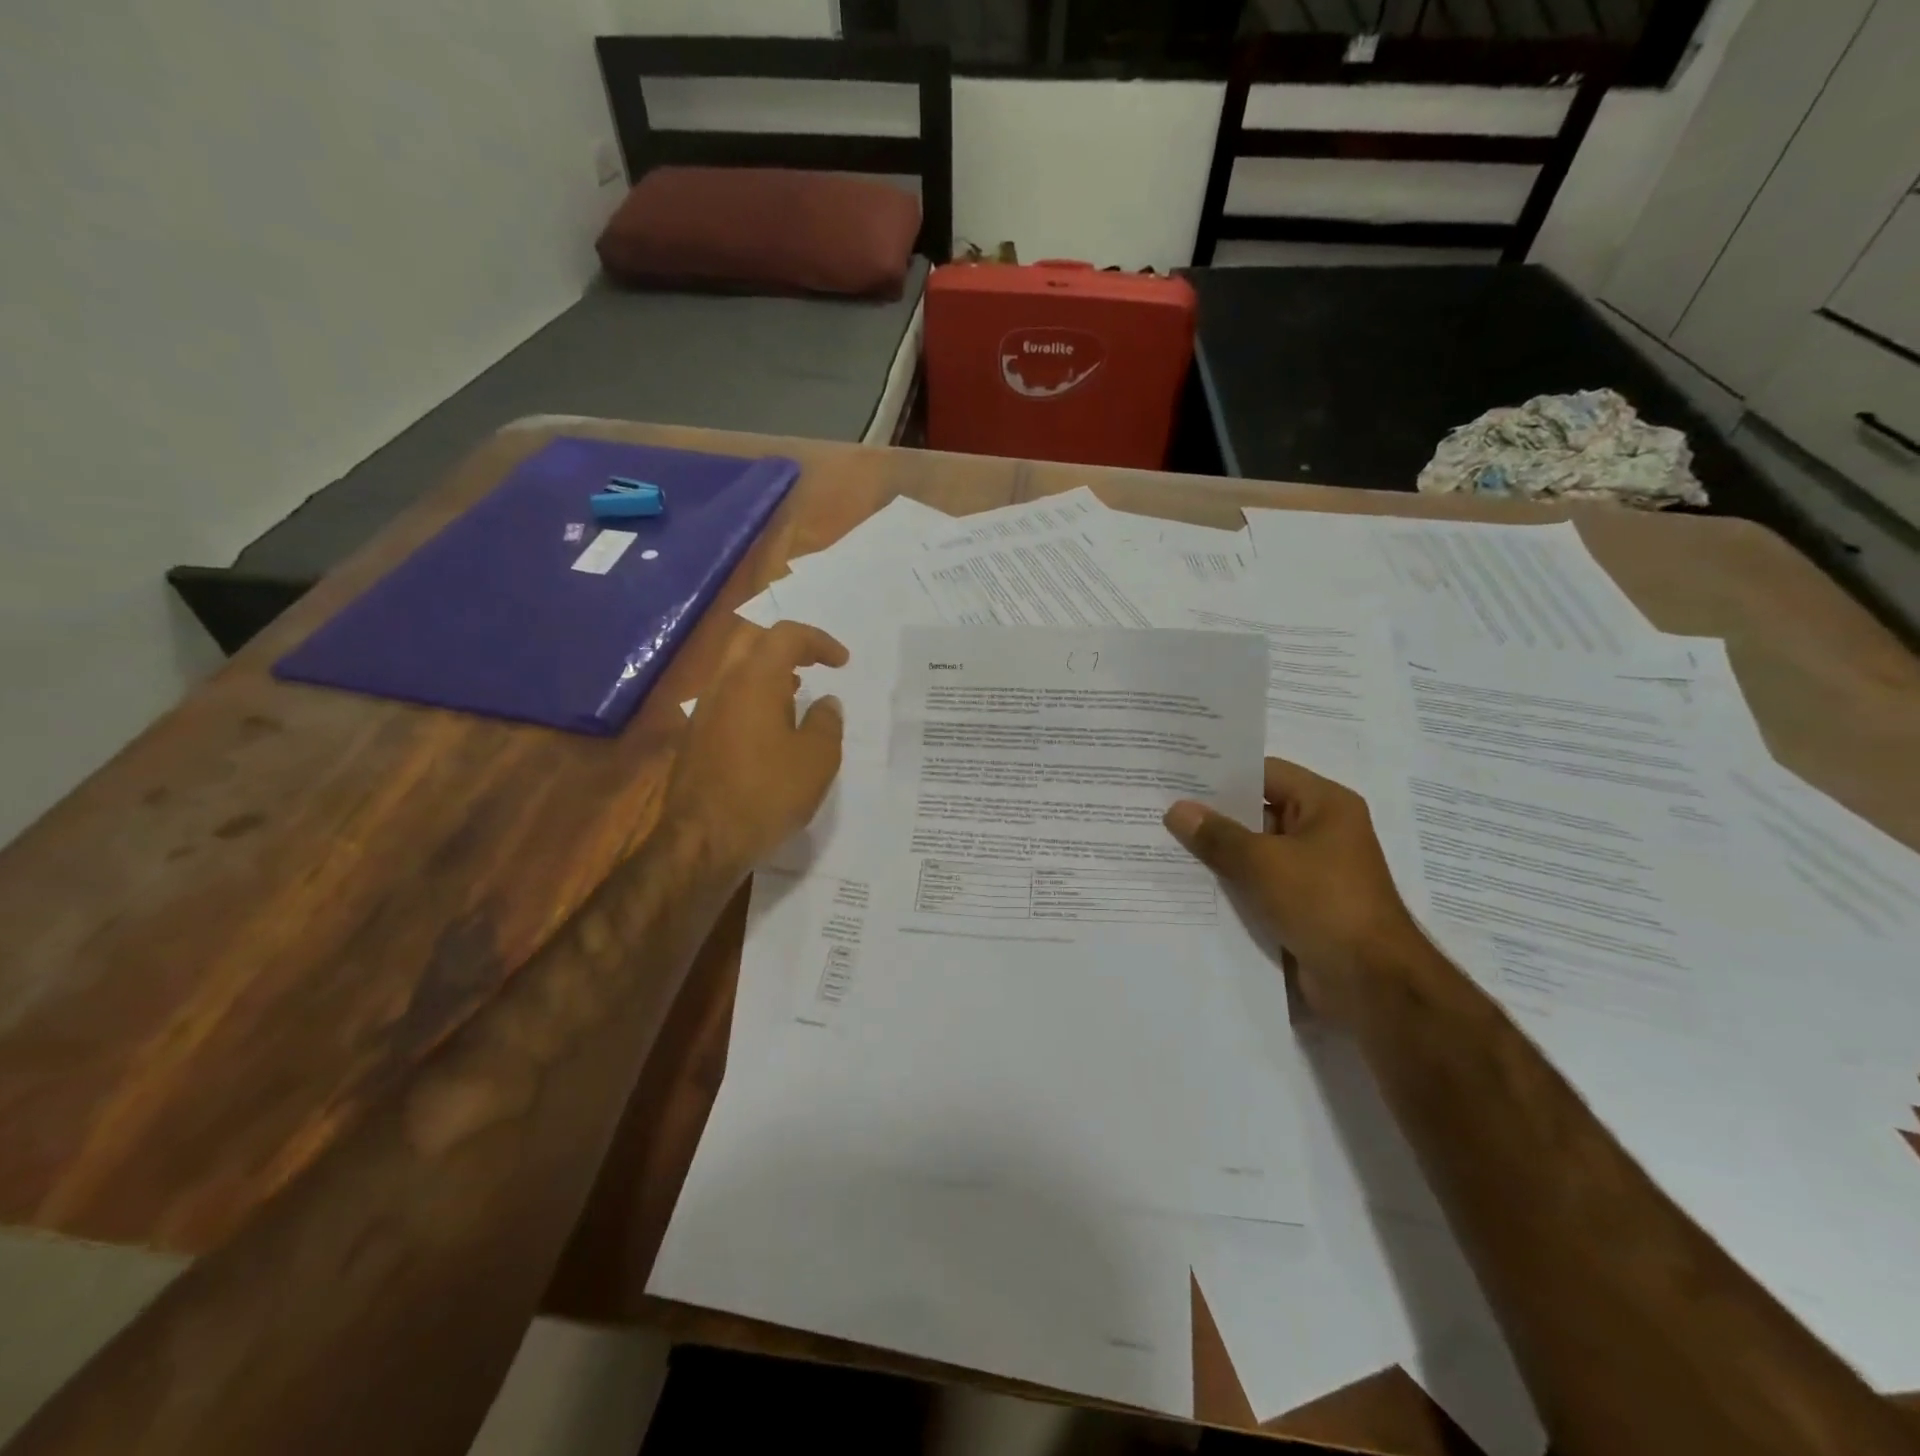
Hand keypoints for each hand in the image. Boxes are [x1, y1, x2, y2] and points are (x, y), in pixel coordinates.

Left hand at [664, 621, 848, 875]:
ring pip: (734, 668)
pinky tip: (770, 727)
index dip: (818, 641)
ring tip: (796, 693)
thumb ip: (826, 722)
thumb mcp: (817, 759)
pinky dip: (752, 696)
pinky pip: (726, 697)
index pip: (786, 635)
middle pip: (750, 639)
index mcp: (755, 680)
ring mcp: (703, 710)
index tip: (842, 662)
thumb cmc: (767, 794)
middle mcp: (723, 685)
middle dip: (785, 643)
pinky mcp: (695, 737)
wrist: (703, 841)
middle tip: (813, 662)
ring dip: (767, 670)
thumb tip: (826, 703)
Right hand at [1163, 758, 1426, 1026]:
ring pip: (1255, 851)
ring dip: (1218, 853)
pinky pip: (1259, 883)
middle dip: (1212, 815)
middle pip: (1258, 812)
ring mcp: (1313, 871)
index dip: (1222, 773)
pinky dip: (1231, 883)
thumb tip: (1177, 810)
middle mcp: (1322, 831)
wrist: (1372, 984)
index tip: (1176, 776)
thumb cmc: (1324, 903)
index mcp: (1325, 805)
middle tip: (1160, 809)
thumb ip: (1217, 835)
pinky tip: (1189, 884)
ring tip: (1164, 844)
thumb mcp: (1263, 862)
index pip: (1265, 773)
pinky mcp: (1303, 905)